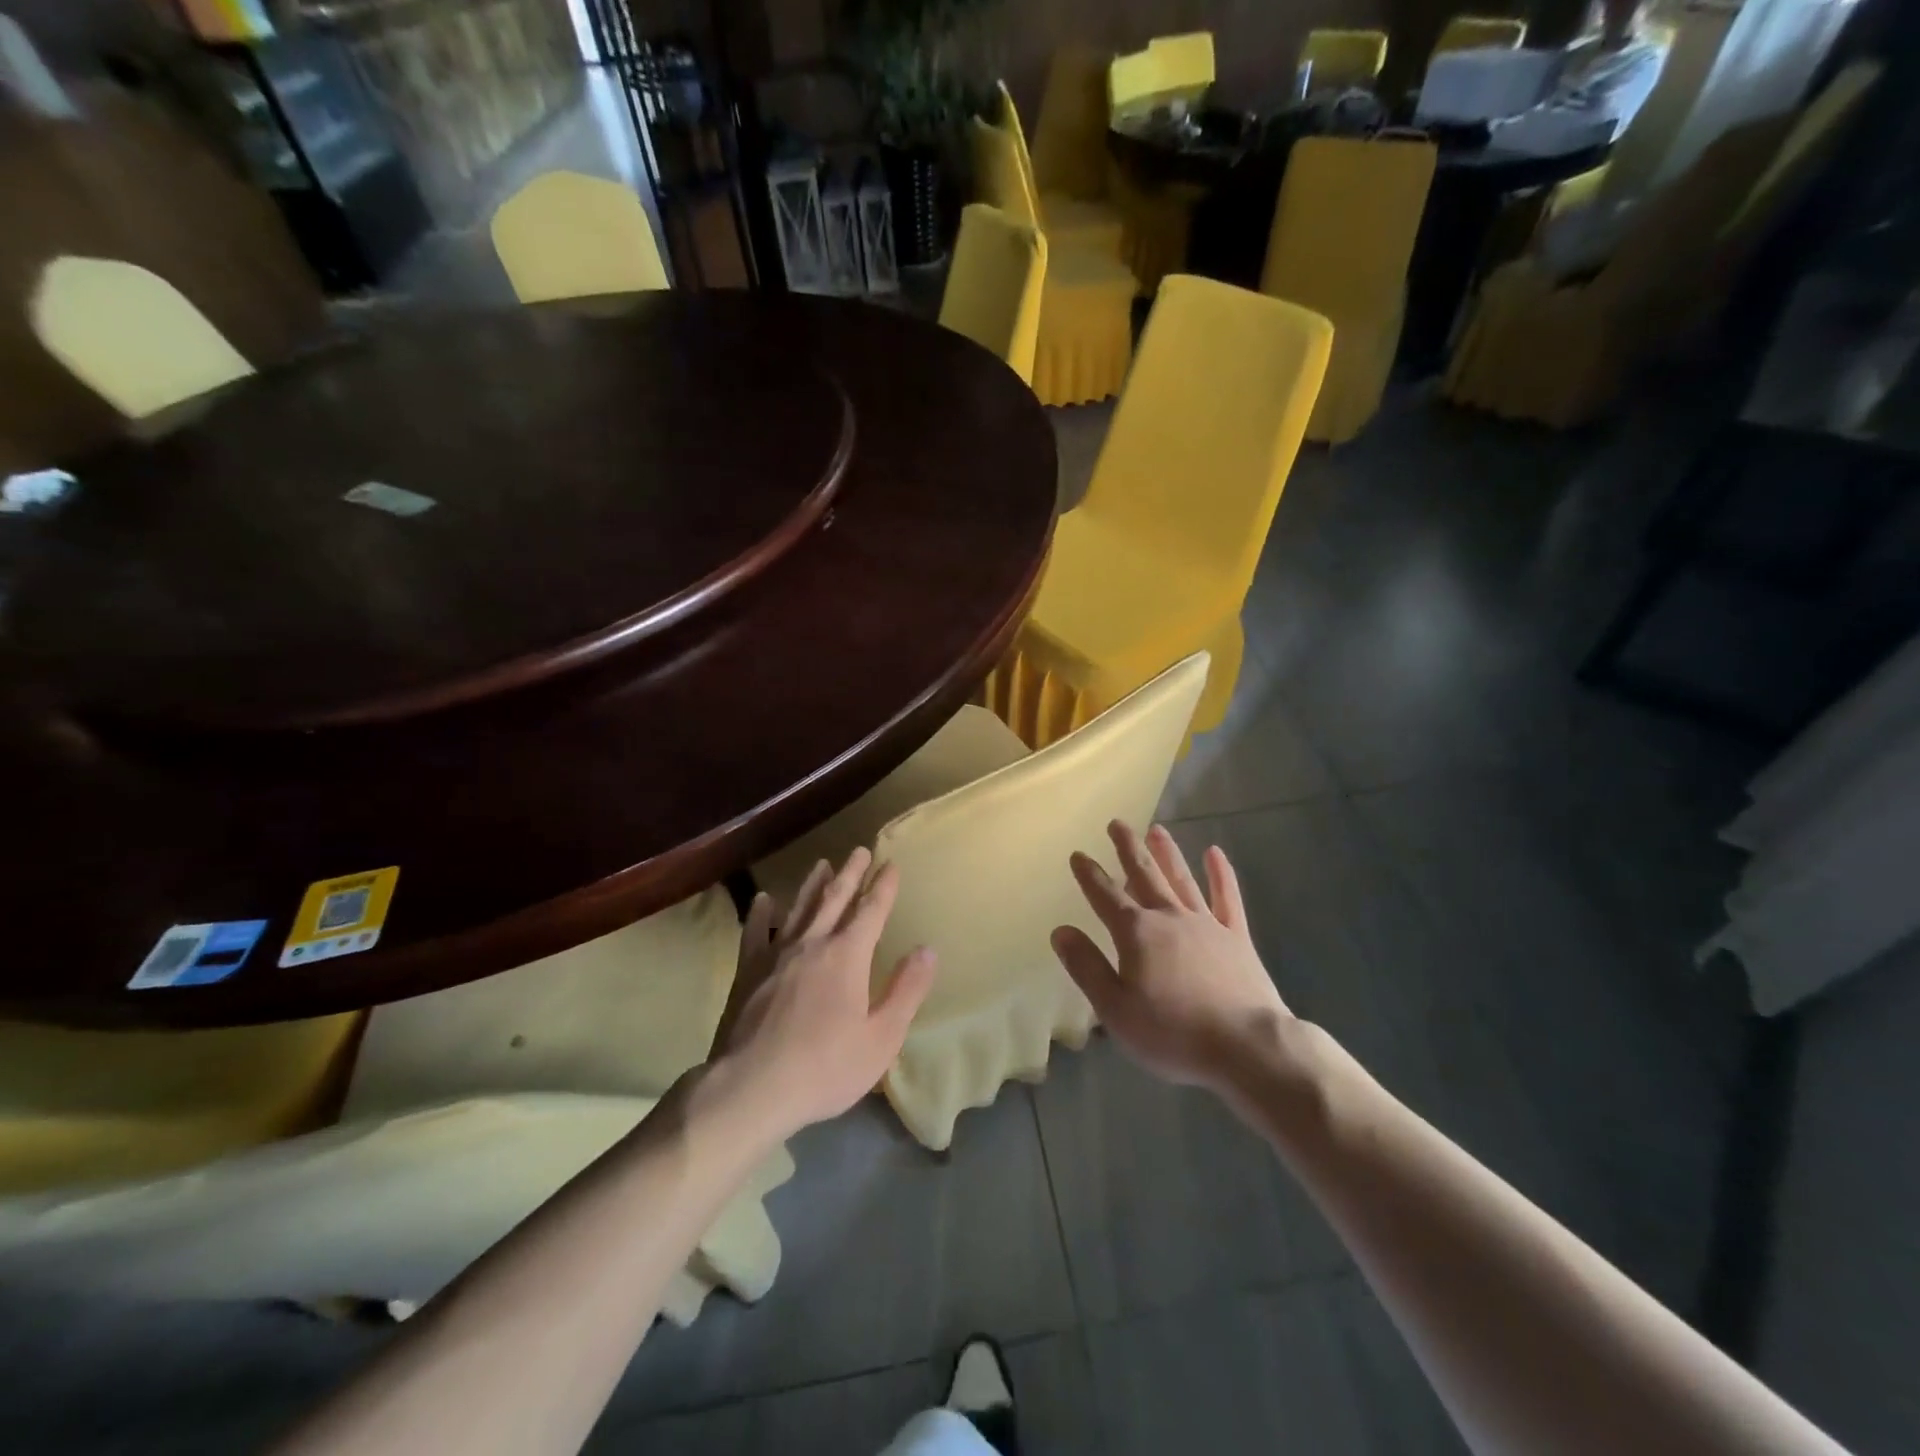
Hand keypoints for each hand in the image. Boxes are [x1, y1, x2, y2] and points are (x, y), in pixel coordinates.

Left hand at [710, 849, 936, 1139]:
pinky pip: (756, 932)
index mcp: (847, 956)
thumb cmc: (825, 1067)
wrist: (751, 1089)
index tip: (891, 864)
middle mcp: (812, 943)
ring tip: (822, 864)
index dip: (883, 887)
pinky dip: (762, 914)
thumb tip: (927, 950)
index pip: (871, 911)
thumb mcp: (881, 1037)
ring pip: (799, 909)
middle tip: (859, 850)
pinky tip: (765, 900)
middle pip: (834, 899)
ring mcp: (776, 955)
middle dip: (851, 873)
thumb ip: (906, 990)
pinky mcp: (748, 972)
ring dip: (813, 885)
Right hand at [1051, 822, 1290, 1097]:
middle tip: (1117, 822)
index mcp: (1136, 933)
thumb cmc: (1173, 1033)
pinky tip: (1215, 853)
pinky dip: (1221, 874)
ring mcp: (1206, 924)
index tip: (1078, 854)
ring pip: (1182, 878)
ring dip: (1167, 852)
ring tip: (1157, 829)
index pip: (1105, 896)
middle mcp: (1169, 917)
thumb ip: (1086, 967)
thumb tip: (1061, 931)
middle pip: (1144, 874)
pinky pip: (1227, 898)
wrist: (1246, 1046)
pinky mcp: (1237, 937)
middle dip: (1128, 848)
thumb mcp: (1115, 1008)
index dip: (1089, 875)